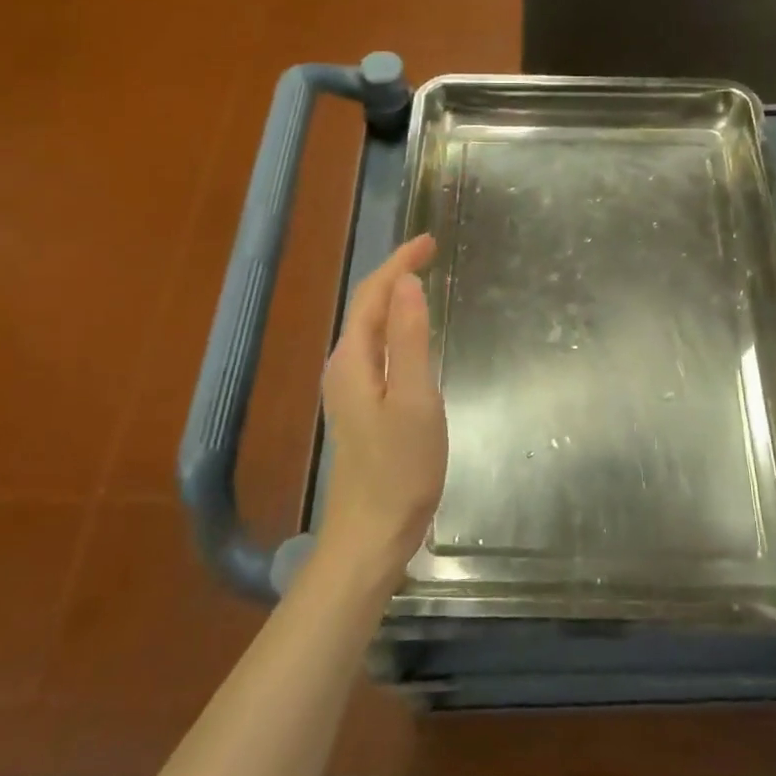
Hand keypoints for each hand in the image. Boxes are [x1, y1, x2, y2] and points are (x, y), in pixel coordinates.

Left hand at [315, 235, 447, 597]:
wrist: (371, 534)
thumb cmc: (400, 468)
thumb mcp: (415, 398)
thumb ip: (409, 338)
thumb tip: (406, 283)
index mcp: (353, 360)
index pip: (372, 294)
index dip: (398, 263)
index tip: (430, 241)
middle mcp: (344, 367)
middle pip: (366, 307)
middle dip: (395, 274)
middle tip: (431, 253)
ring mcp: (349, 390)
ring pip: (370, 328)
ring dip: (394, 298)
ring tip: (423, 280)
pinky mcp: (361, 408)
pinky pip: (377, 350)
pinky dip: (395, 327)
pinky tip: (413, 334)